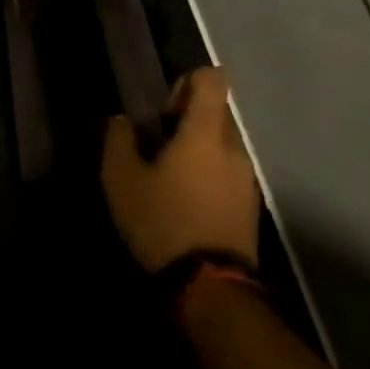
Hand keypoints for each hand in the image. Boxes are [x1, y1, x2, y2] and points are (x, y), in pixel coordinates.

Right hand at [101, 67, 259, 273]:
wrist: (209, 289)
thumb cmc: (163, 221)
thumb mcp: (122, 180)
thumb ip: (119, 140)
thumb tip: (122, 120)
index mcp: (205, 132)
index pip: (212, 79)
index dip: (187, 82)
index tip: (164, 111)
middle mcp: (233, 148)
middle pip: (216, 113)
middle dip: (188, 121)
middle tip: (158, 147)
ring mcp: (246, 179)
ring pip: (222, 145)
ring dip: (199, 151)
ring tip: (170, 180)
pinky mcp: (250, 207)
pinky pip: (228, 173)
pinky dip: (209, 176)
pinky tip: (186, 204)